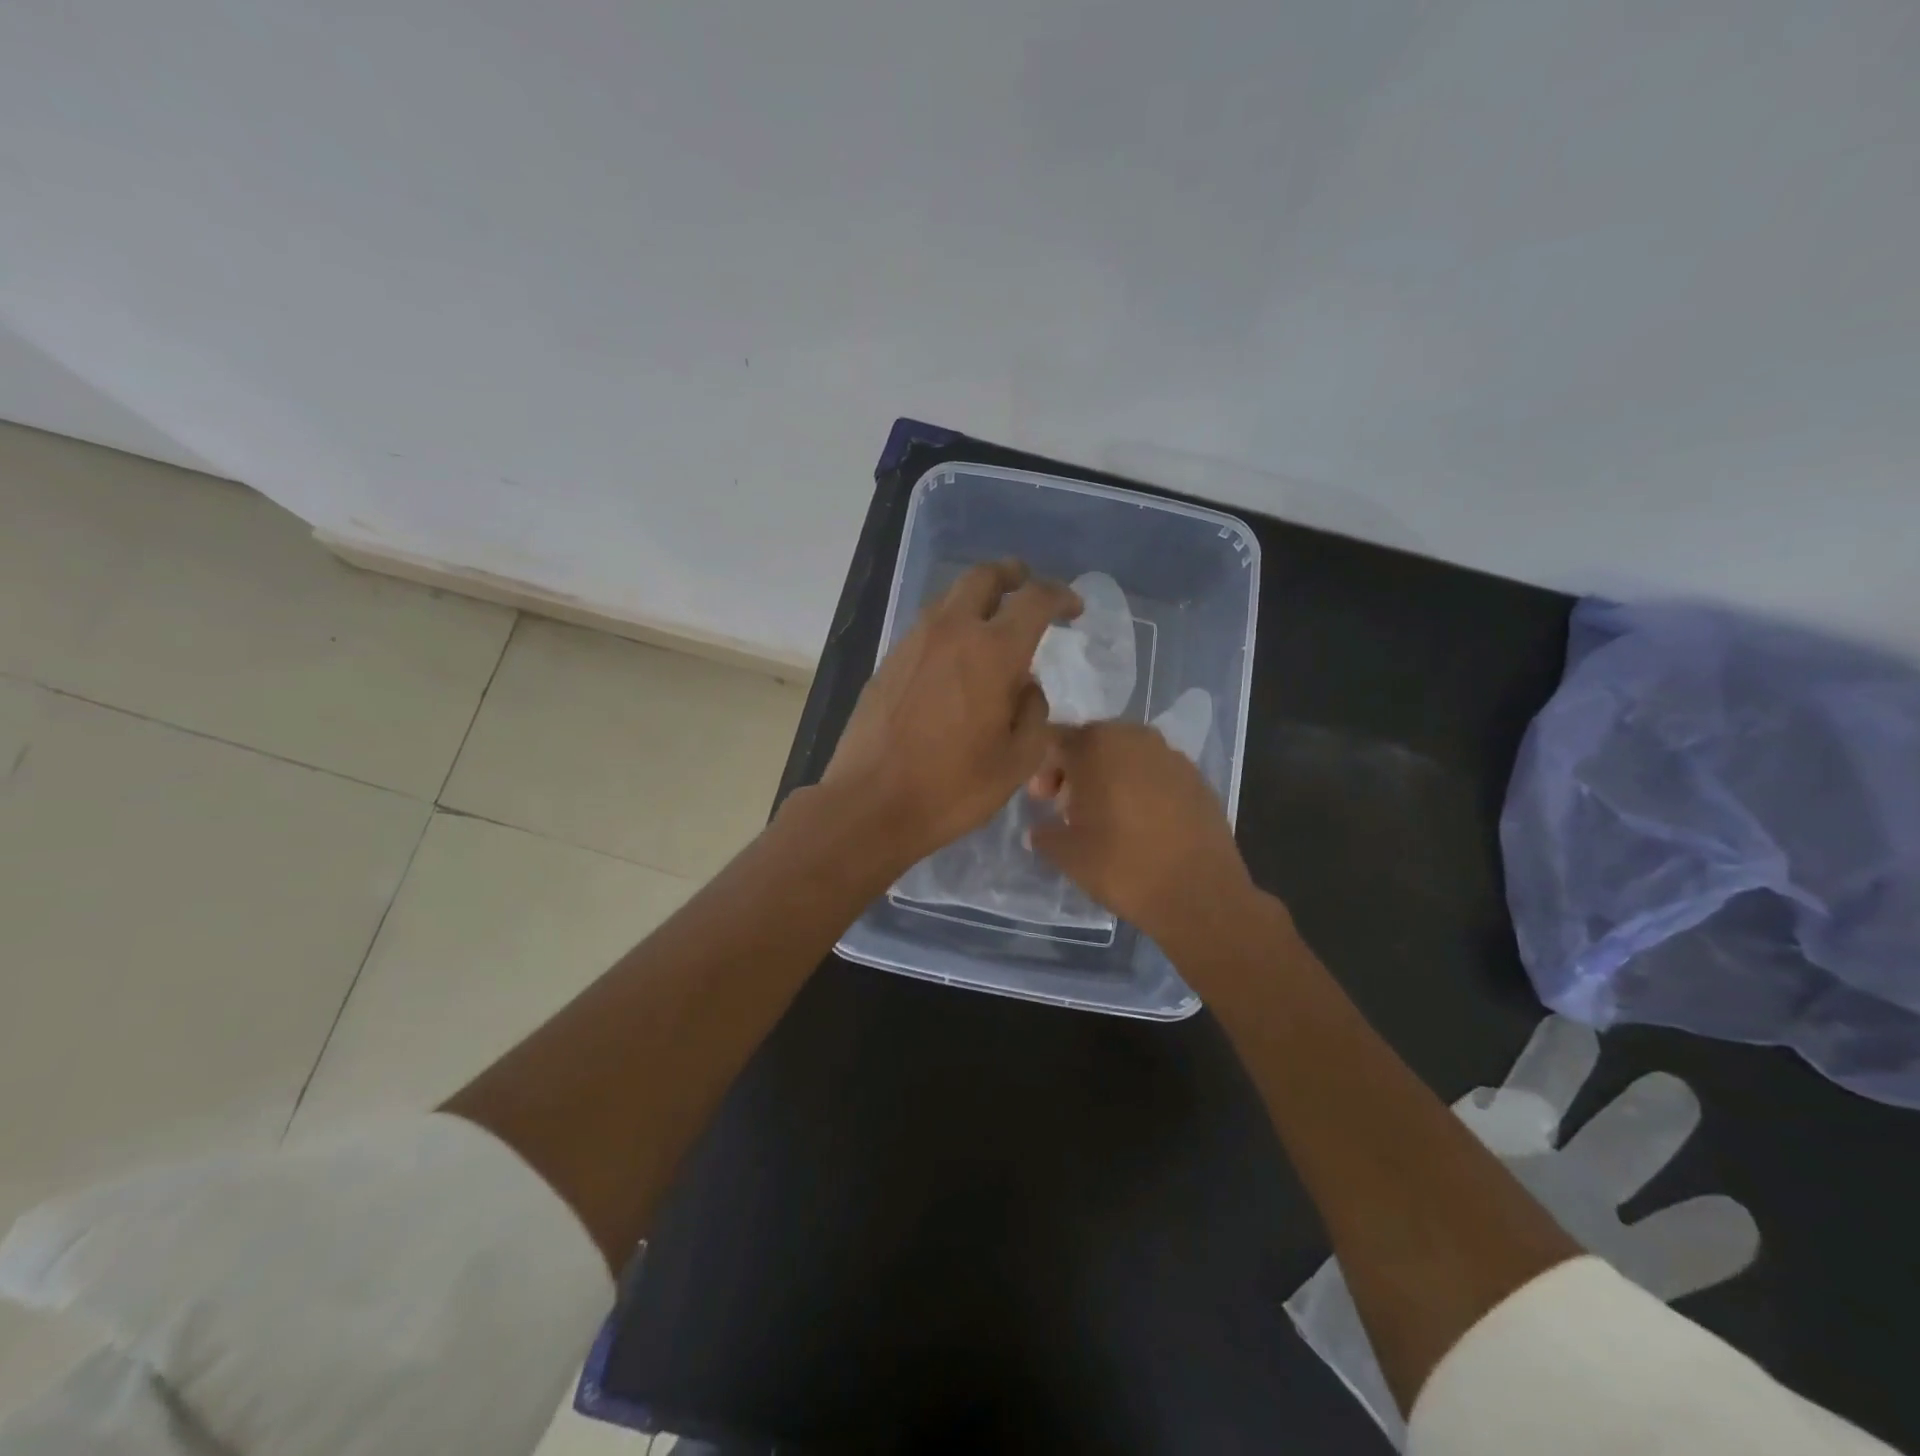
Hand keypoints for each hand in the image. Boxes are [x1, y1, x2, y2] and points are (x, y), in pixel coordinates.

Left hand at [824, 560, 1080, 869]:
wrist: (870, 803)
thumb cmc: (952, 787)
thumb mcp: (1017, 761)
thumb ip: (1034, 712)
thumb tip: (1025, 687)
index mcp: (993, 651)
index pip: (1034, 599)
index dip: (1060, 596)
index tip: (1072, 609)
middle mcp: (951, 631)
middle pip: (983, 576)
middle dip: (1012, 574)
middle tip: (1027, 585)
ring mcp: (913, 642)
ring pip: (950, 598)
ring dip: (977, 599)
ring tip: (993, 623)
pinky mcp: (889, 661)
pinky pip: (927, 626)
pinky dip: (951, 625)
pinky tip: (956, 658)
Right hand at [1028, 722, 1255, 946]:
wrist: (1200, 895)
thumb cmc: (1123, 866)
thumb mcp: (1067, 855)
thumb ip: (1045, 834)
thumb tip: (1039, 830)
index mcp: (1099, 745)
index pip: (1058, 740)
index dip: (1044, 768)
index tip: (1042, 799)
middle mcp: (1137, 738)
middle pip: (1095, 742)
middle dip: (1078, 769)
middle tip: (1069, 806)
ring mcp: (1173, 756)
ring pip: (1129, 756)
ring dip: (1111, 777)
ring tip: (1106, 817)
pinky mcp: (1199, 779)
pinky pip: (1157, 773)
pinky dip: (1142, 788)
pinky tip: (1142, 824)